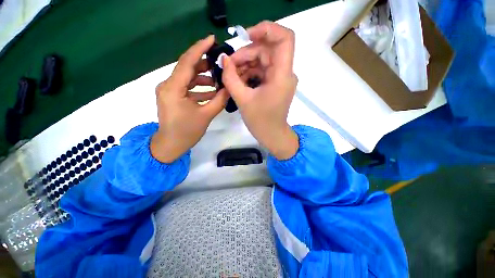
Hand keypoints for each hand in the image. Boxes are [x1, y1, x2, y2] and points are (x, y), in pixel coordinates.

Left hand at [151, 35, 228, 162]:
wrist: (171, 145)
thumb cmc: (187, 132)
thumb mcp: (206, 115)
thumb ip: (219, 100)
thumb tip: (229, 87)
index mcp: (173, 88)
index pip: (187, 62)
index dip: (199, 48)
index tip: (212, 39)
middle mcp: (168, 85)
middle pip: (187, 68)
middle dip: (204, 64)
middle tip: (220, 63)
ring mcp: (169, 90)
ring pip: (188, 77)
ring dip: (203, 78)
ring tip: (218, 80)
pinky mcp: (173, 96)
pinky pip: (187, 87)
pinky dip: (199, 88)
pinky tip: (212, 91)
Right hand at [222, 21, 298, 159]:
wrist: (272, 135)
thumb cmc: (260, 121)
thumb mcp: (242, 99)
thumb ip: (230, 78)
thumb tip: (224, 59)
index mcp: (282, 75)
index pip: (284, 38)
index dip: (267, 29)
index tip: (246, 36)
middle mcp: (285, 73)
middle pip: (267, 50)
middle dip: (246, 53)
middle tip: (229, 65)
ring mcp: (280, 78)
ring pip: (263, 60)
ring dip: (246, 63)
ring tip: (231, 75)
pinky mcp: (275, 83)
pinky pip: (262, 70)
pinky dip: (250, 72)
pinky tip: (239, 80)